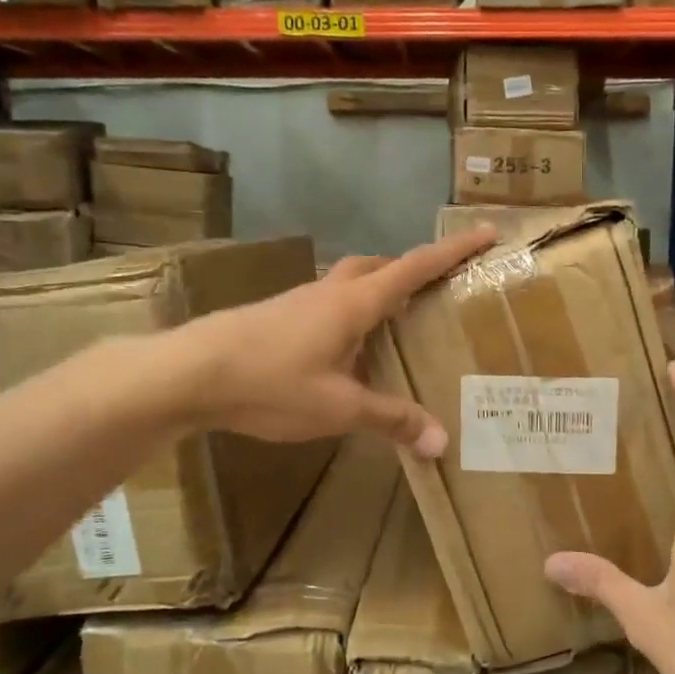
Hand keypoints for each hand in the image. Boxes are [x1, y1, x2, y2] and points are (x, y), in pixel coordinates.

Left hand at [186, 226, 494, 454]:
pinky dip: (352, 314)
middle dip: (413, 270)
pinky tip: (346, 349)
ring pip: (351, 283)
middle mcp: (330, 292)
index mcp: (354, 303)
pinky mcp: (278, 316)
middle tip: (437, 291)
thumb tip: (441, 442)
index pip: (415, 268)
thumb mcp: (338, 408)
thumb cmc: (271, 383)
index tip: (486, 231)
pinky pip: (329, 304)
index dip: (453, 250)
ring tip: (397, 324)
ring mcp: (300, 301)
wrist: (188, 373)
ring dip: (379, 291)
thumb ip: (391, 420)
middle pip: (380, 267)